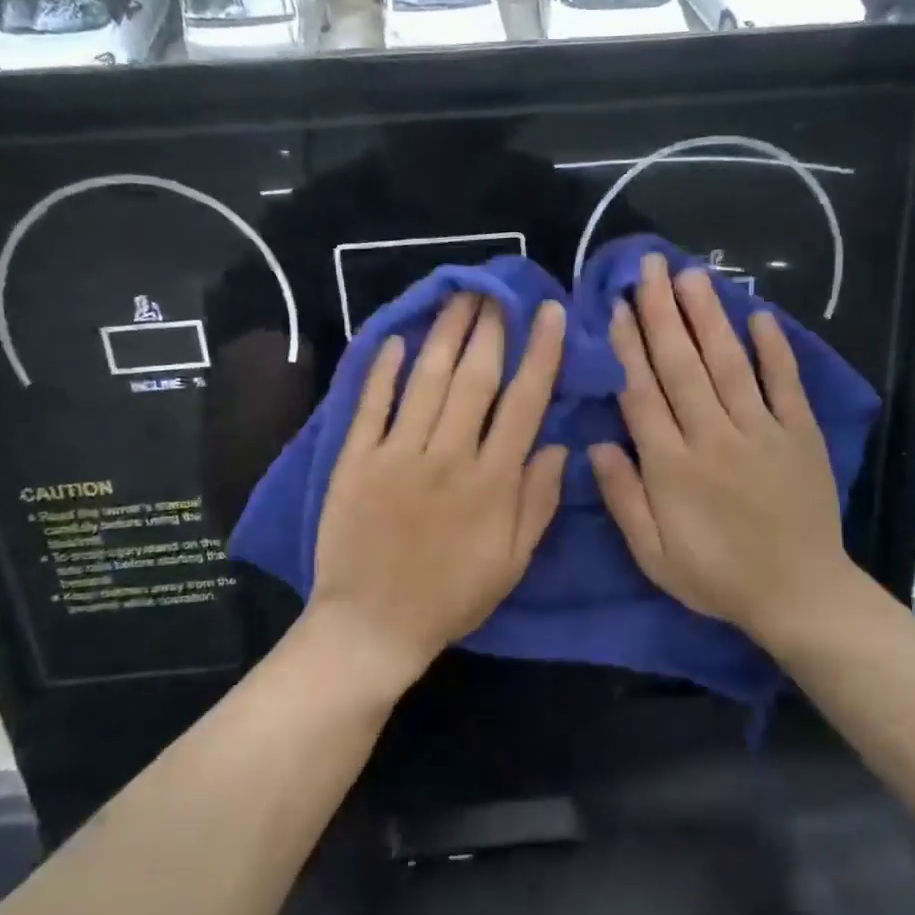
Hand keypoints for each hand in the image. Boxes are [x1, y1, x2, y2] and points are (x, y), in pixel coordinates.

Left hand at [310, 294, 567, 688]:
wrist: (373, 625)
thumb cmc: (451, 597)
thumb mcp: (512, 562)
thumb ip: (537, 502)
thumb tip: (558, 446)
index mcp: (492, 481)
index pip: (524, 402)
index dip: (540, 354)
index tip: (549, 314)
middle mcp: (448, 455)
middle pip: (475, 378)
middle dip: (491, 328)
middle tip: (497, 289)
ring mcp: (398, 454)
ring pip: (427, 380)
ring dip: (445, 334)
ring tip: (458, 297)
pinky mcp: (357, 459)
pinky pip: (372, 404)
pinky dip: (382, 370)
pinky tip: (394, 339)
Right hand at [588, 255, 860, 657]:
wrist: (798, 594)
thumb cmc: (716, 576)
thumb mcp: (653, 555)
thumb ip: (623, 499)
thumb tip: (593, 445)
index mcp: (672, 466)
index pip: (642, 394)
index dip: (627, 349)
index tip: (616, 308)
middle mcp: (713, 437)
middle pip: (681, 366)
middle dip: (662, 313)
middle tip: (649, 268)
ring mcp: (761, 432)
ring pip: (728, 364)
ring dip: (707, 317)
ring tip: (691, 276)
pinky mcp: (799, 434)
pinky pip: (785, 384)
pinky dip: (774, 349)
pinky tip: (759, 315)